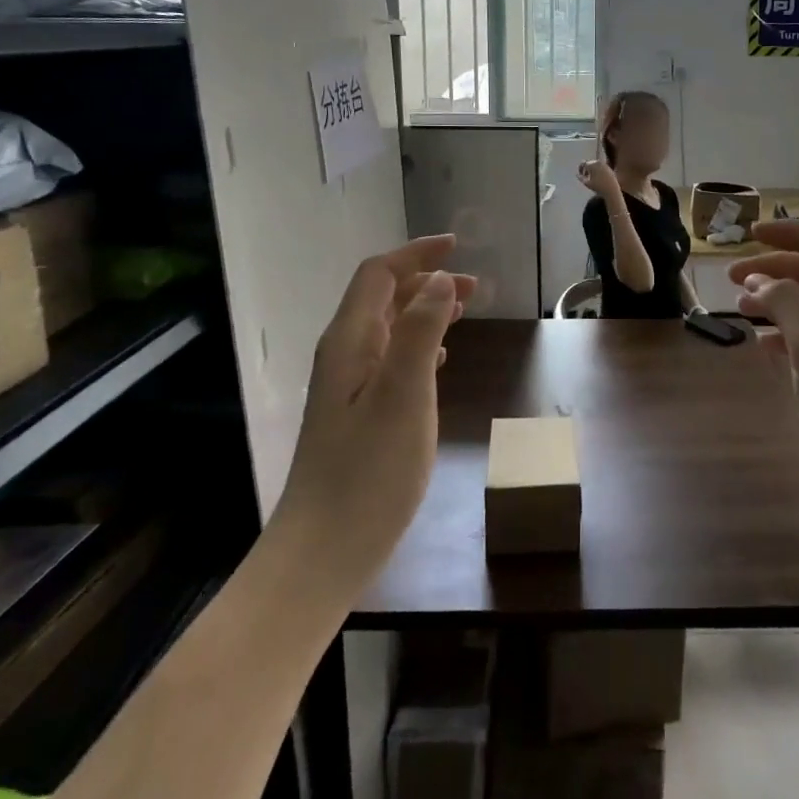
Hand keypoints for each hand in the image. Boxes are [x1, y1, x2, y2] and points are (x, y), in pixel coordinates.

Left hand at [276, 235, 475, 580]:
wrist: (322, 552)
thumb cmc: (368, 472)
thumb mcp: (403, 395)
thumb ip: (419, 332)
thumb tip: (441, 280)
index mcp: (349, 343)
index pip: (378, 276)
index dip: (416, 255)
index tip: (457, 246)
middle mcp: (344, 356)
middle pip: (383, 299)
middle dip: (427, 281)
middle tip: (475, 285)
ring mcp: (349, 389)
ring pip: (389, 330)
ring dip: (425, 312)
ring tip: (464, 312)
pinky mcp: (358, 416)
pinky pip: (390, 361)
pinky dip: (418, 346)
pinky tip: (438, 361)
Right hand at [577, 158, 620, 200]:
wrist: (611, 190)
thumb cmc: (598, 187)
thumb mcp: (587, 183)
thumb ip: (581, 178)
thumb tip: (577, 175)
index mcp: (592, 165)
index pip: (583, 163)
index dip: (580, 168)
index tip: (580, 175)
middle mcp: (598, 162)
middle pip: (589, 163)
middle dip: (586, 169)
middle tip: (585, 176)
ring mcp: (605, 165)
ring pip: (595, 165)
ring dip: (592, 169)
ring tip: (591, 178)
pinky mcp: (609, 168)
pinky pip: (601, 167)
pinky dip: (597, 170)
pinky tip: (597, 178)